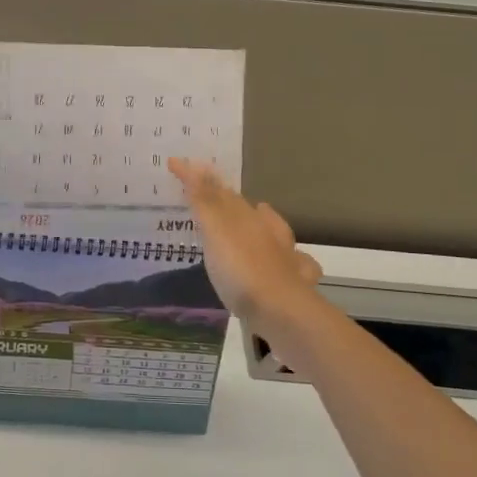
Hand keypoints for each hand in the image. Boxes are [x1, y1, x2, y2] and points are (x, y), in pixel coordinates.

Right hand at [168, 158, 323, 329]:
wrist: (283, 312)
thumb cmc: (242, 269)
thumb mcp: (217, 232)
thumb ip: (205, 200)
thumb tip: (193, 163)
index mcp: (248, 217)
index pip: (221, 192)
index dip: (201, 179)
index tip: (180, 167)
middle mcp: (270, 233)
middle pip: (249, 211)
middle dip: (234, 202)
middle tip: (219, 196)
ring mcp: (286, 259)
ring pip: (276, 233)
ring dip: (266, 223)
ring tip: (260, 216)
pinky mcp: (294, 286)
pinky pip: (296, 265)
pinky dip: (292, 259)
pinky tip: (292, 264)